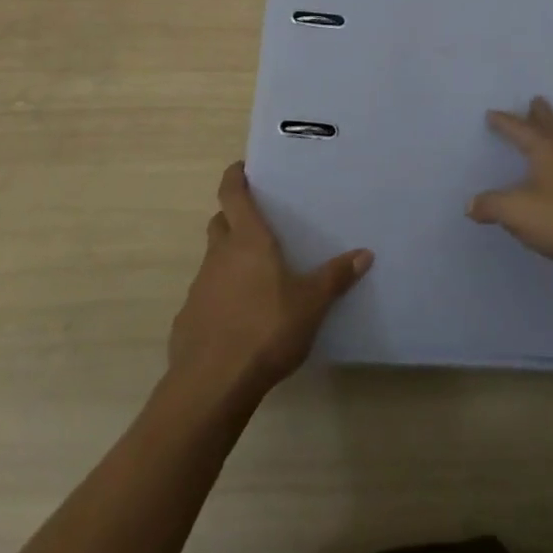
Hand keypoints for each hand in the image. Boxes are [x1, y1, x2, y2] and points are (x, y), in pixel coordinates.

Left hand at [167, 163, 372, 399]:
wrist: (212, 384)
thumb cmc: (266, 329)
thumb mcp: (311, 303)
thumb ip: (335, 277)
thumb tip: (365, 253)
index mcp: (248, 240)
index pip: (233, 194)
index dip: (234, 177)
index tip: (241, 168)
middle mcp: (219, 255)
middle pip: (220, 223)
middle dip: (233, 218)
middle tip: (257, 224)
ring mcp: (199, 287)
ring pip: (212, 260)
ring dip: (228, 259)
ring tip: (255, 276)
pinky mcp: (188, 320)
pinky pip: (205, 296)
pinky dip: (219, 297)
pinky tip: (238, 319)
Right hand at [467, 97, 552, 276]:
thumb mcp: (520, 214)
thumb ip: (493, 206)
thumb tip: (470, 203)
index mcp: (546, 148)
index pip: (519, 129)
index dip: (504, 122)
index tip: (492, 113)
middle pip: (552, 124)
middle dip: (540, 114)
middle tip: (534, 101)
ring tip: (552, 130)